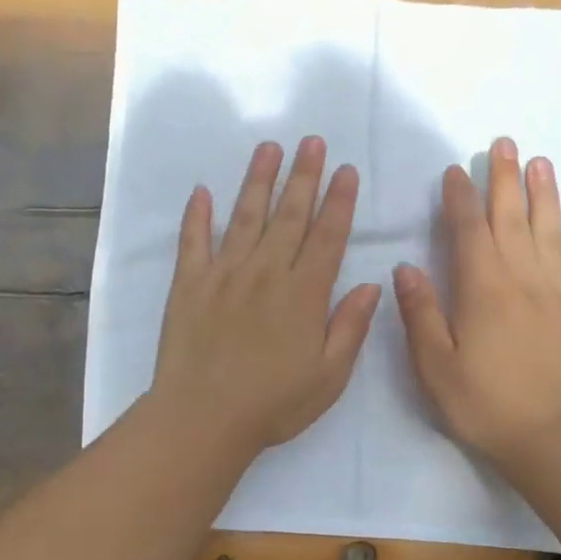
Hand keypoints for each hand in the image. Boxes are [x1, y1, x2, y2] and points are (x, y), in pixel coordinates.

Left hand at [152, 136, 381, 457]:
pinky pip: (192, 242)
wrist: (203, 418)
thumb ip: (351, 326)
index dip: (338, 201)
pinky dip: (197, 215)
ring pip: (244, 217)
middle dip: (303, 176)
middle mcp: (265, 272)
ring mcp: (223, 274)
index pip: (327, 236)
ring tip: (268, 147)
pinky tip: (202, 191)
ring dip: (258, 180)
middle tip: (312, 141)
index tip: (345, 170)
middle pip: (289, 215)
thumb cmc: (273, 404)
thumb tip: (372, 284)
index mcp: (303, 293)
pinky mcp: (188, 285)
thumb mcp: (329, 376)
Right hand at [393, 137, 560, 463]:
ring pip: (552, 233)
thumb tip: (406, 267)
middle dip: (504, 179)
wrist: (553, 438)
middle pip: (512, 219)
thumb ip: (421, 313)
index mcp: (483, 289)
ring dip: (546, 196)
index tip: (455, 170)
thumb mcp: (435, 365)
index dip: (459, 197)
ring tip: (541, 164)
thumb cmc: (484, 404)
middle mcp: (524, 279)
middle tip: (504, 144)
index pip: (468, 230)